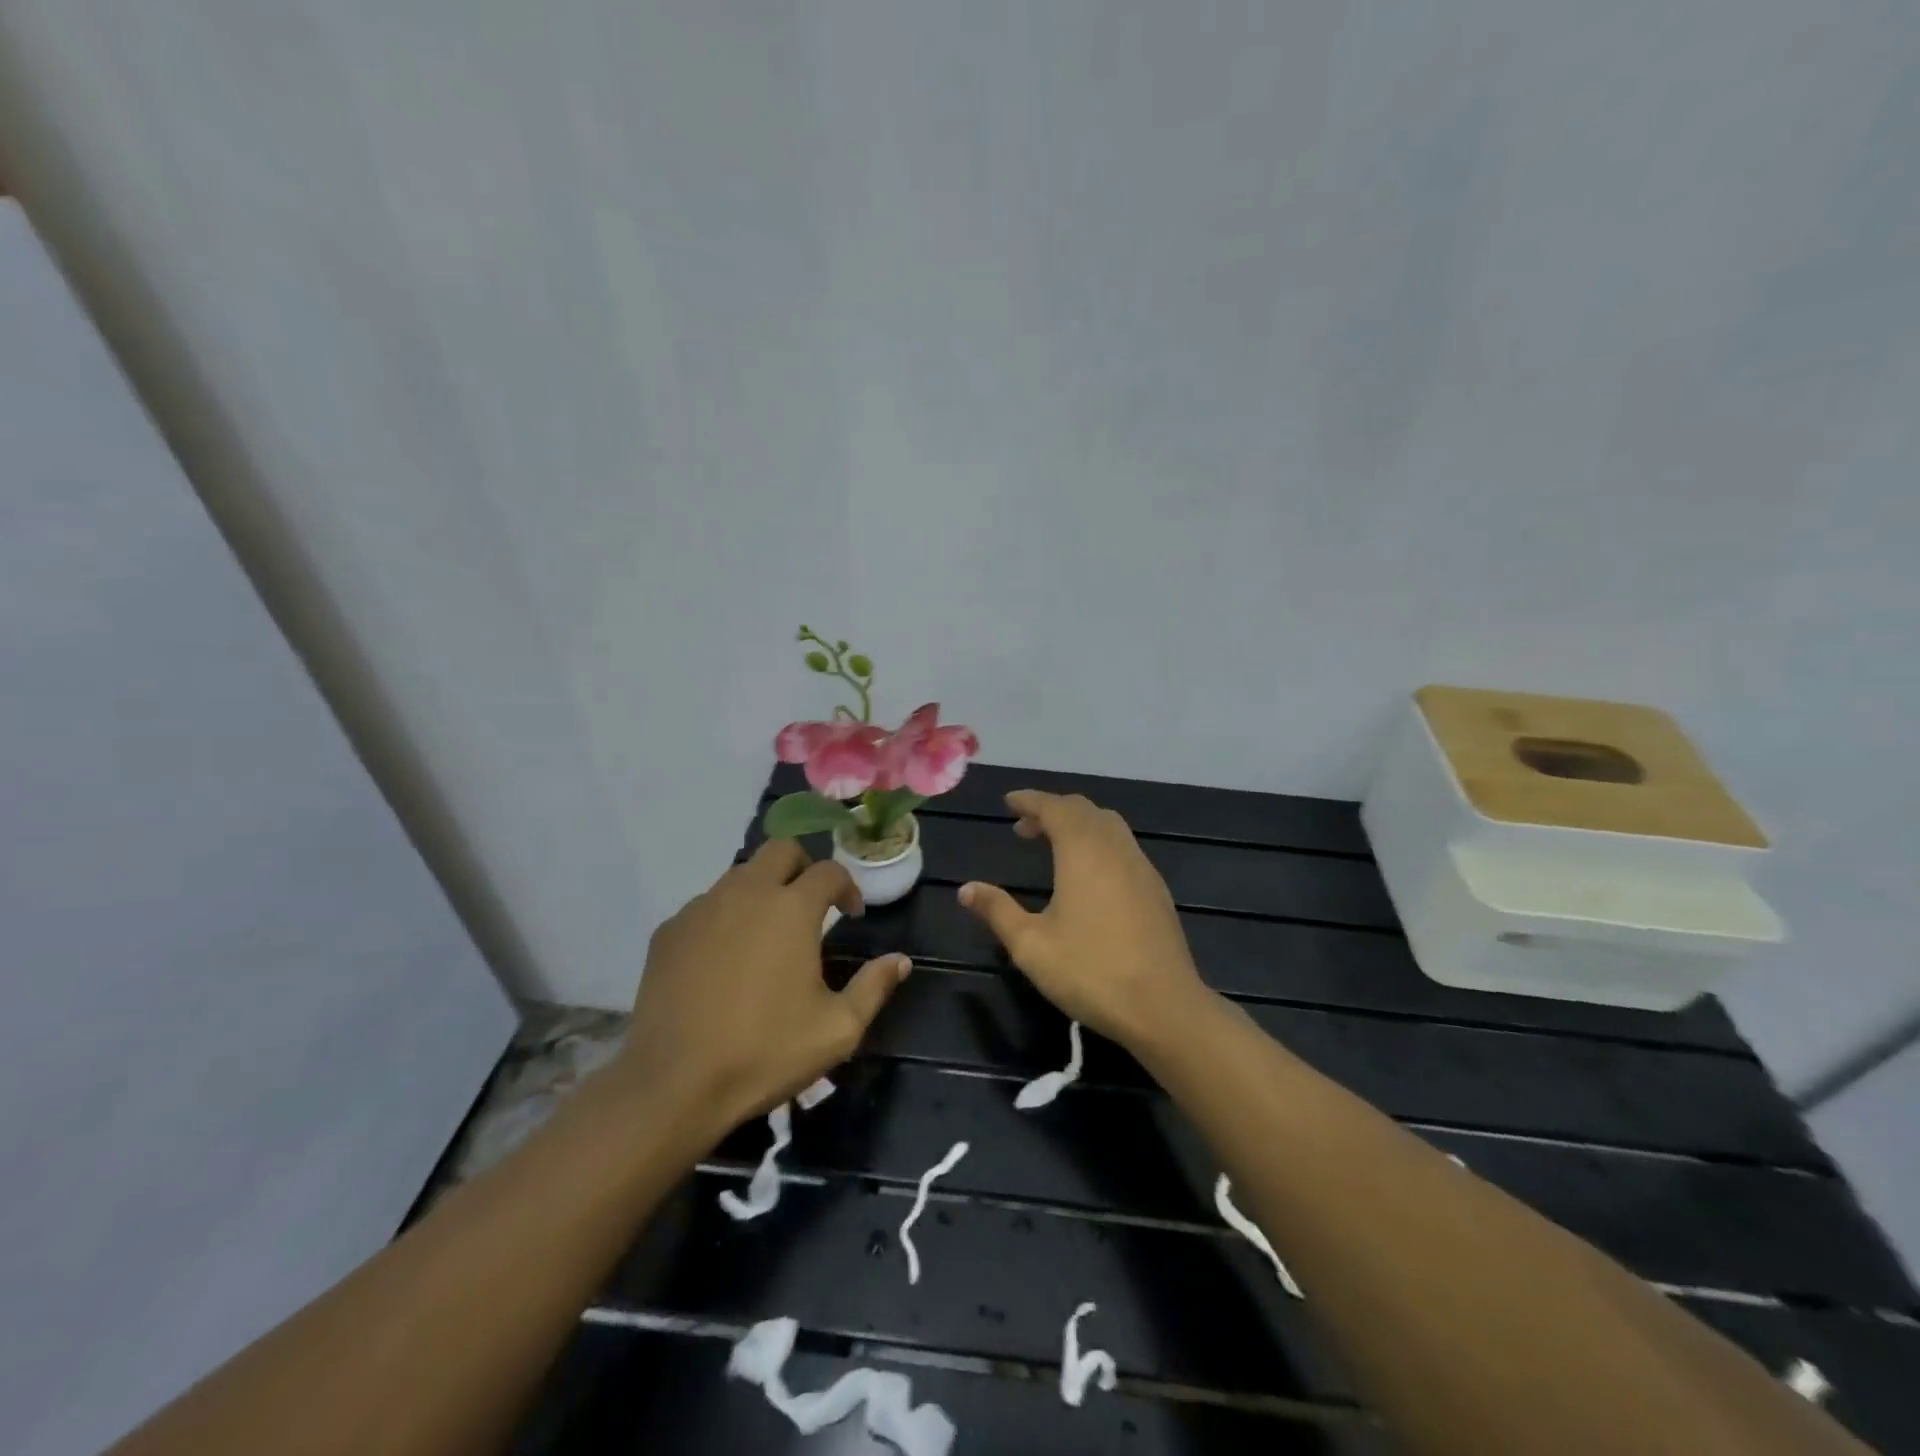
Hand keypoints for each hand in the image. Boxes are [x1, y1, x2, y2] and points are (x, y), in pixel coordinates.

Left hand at [612, 841, 910, 1142]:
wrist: (674, 1083)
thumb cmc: (765, 1052)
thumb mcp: (838, 1029)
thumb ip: (874, 987)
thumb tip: (900, 960)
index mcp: (791, 908)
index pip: (829, 871)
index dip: (848, 888)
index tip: (852, 916)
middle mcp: (746, 892)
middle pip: (781, 850)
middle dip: (803, 868)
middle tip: (811, 906)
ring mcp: (702, 908)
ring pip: (740, 874)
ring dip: (763, 890)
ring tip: (769, 933)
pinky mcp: (669, 931)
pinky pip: (706, 906)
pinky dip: (725, 917)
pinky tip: (725, 959)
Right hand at [958, 791, 1209, 1049]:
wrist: (1164, 1007)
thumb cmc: (1090, 972)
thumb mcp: (1031, 945)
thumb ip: (997, 911)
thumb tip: (966, 890)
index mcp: (1083, 851)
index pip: (1055, 807)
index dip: (1030, 800)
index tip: (1009, 802)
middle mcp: (1115, 848)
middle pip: (1084, 810)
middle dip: (1053, 810)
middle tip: (1024, 827)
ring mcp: (1141, 867)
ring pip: (1109, 826)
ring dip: (1079, 825)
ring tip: (1054, 846)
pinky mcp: (1156, 889)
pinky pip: (1123, 846)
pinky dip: (1099, 842)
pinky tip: (1089, 875)